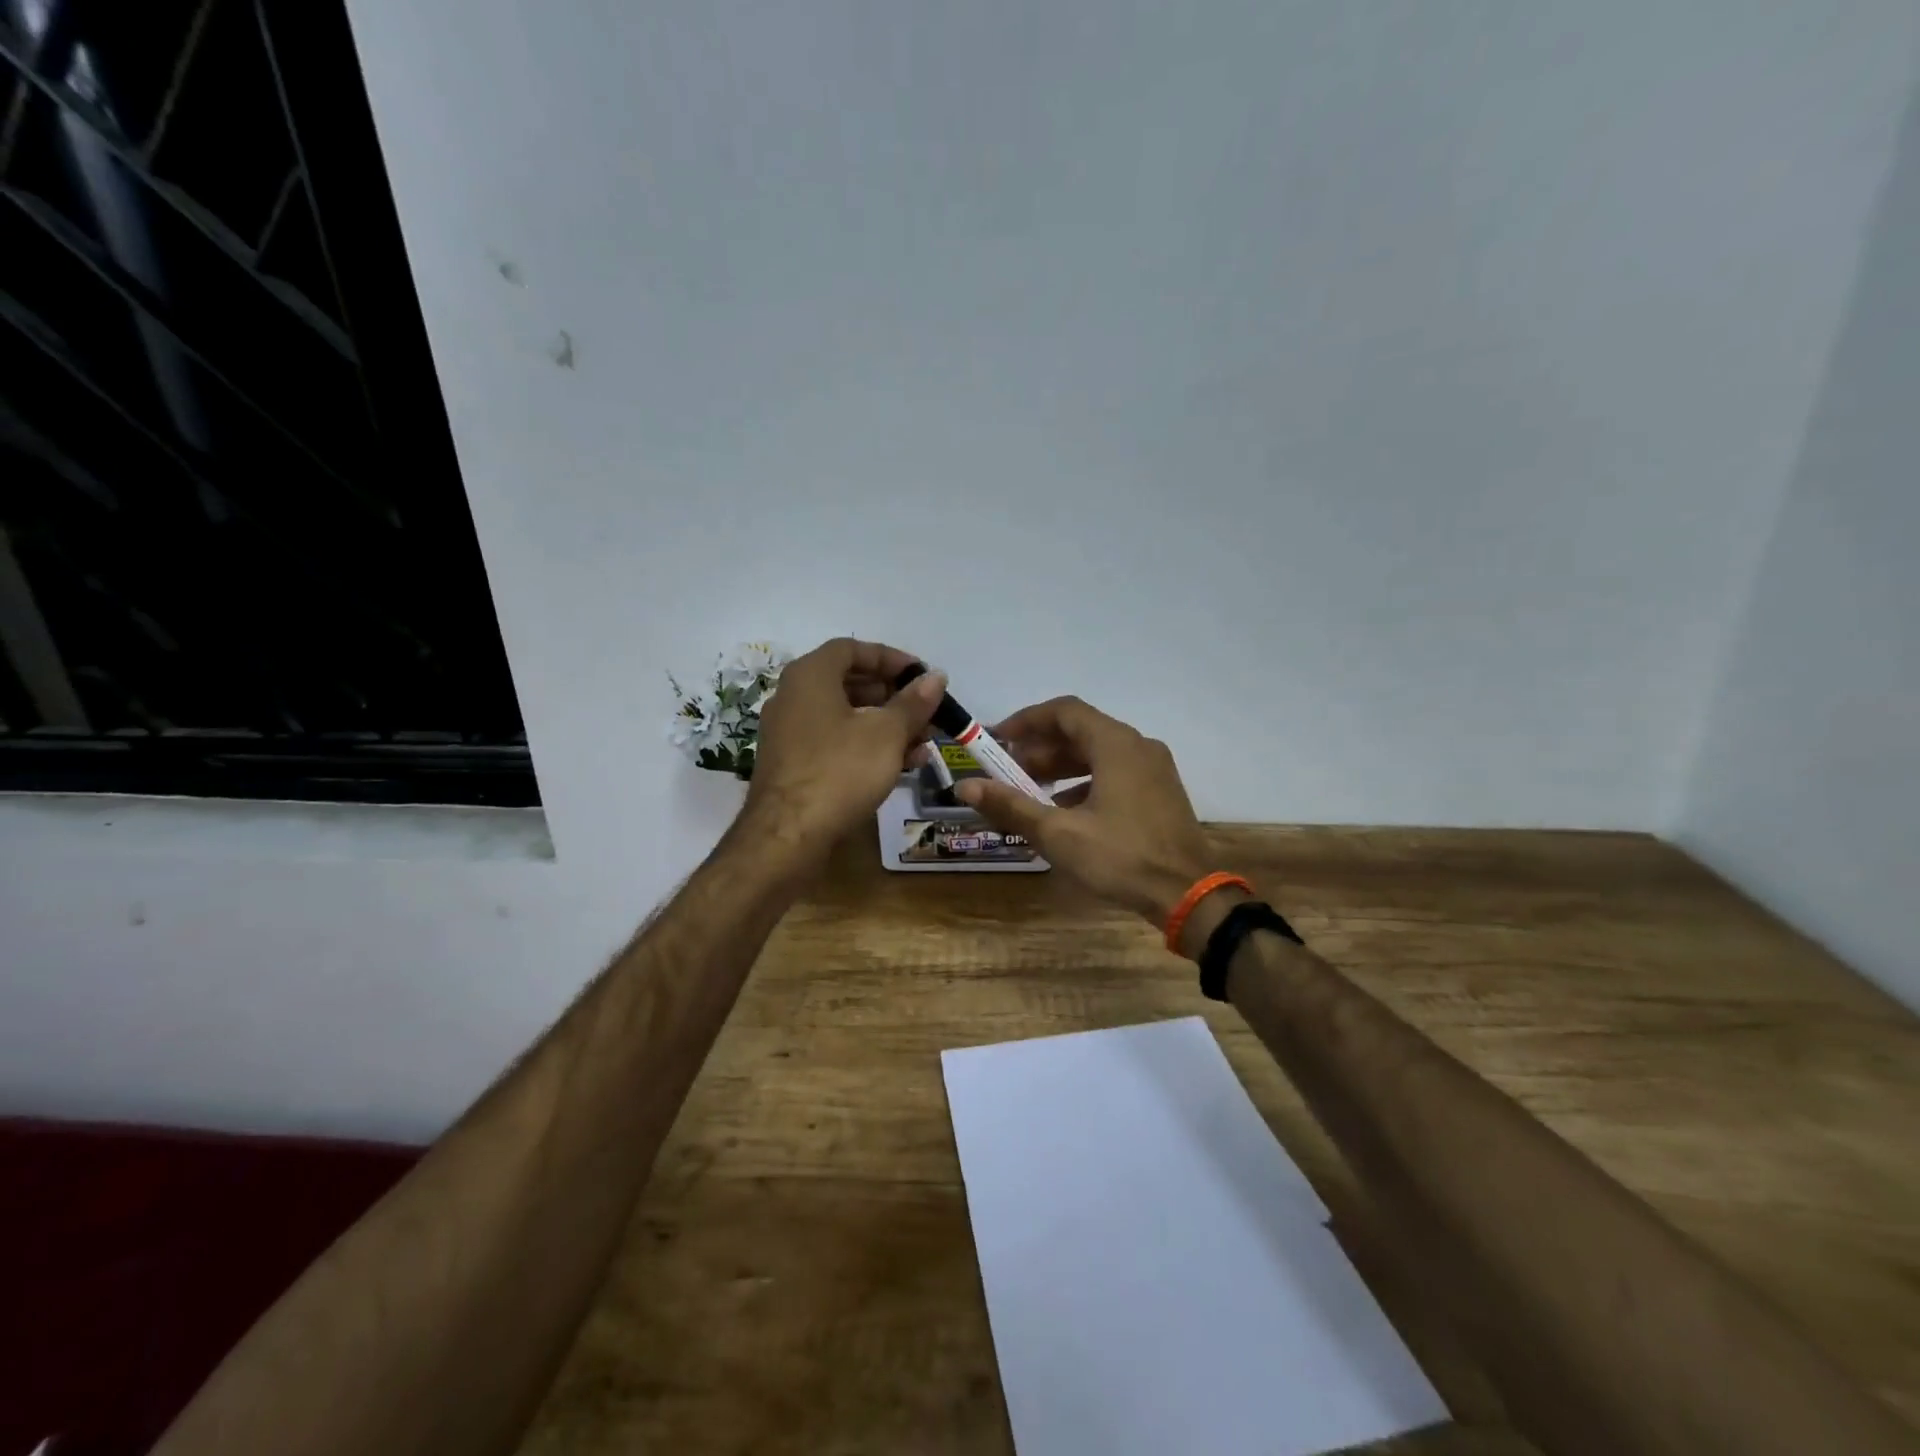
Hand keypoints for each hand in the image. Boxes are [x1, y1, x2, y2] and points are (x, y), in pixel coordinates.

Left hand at [745, 638, 945, 846]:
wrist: (787, 836)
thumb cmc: (840, 770)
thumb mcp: (887, 734)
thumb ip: (913, 703)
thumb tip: (937, 677)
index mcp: (810, 676)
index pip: (851, 649)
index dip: (890, 658)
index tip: (921, 675)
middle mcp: (793, 697)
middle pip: (849, 683)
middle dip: (893, 696)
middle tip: (925, 712)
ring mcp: (789, 733)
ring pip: (844, 716)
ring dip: (885, 725)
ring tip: (922, 744)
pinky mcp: (792, 765)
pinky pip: (834, 742)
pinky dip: (865, 746)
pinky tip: (898, 766)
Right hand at [954, 696, 1213, 926]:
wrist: (1189, 895)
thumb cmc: (1121, 857)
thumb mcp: (1058, 833)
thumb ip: (1011, 805)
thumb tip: (965, 786)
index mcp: (1116, 744)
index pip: (1064, 711)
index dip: (1027, 720)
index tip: (998, 739)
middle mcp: (1138, 746)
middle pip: (1081, 731)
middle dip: (1040, 748)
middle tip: (1008, 771)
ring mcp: (1154, 769)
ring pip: (1098, 753)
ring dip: (1061, 766)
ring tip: (1029, 791)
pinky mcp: (1160, 792)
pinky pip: (1115, 772)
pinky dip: (1085, 781)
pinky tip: (1065, 811)